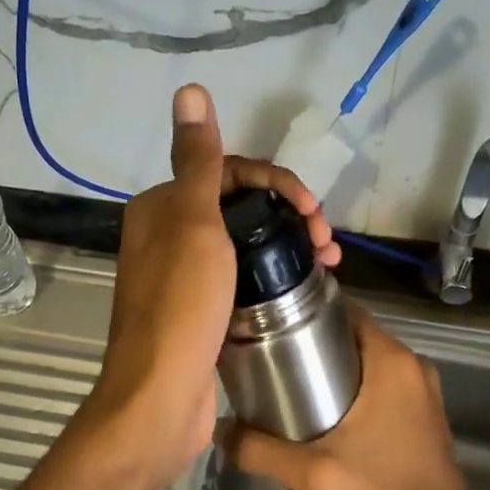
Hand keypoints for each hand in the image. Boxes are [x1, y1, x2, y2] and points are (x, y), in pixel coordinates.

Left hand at [82, 84, 335, 489]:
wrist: (160, 400)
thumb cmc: (181, 307)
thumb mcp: (193, 224)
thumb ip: (196, 159)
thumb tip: (190, 89)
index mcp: (162, 207)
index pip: (227, 170)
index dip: (276, 180)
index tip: (312, 209)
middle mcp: (168, 235)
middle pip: (240, 205)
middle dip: (289, 211)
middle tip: (326, 238)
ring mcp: (185, 275)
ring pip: (246, 240)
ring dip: (288, 241)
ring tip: (329, 261)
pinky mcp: (202, 309)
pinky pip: (244, 275)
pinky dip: (275, 272)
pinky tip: (304, 281)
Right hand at [222, 304, 489, 489]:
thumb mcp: (314, 473)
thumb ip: (260, 450)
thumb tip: (218, 431)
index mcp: (392, 361)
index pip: (347, 310)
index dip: (309, 310)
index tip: (272, 322)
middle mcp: (412, 366)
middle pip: (355, 335)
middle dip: (315, 340)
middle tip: (269, 355)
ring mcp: (422, 392)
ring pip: (369, 362)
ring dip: (334, 366)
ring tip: (288, 382)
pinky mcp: (423, 416)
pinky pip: (382, 385)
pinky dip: (355, 387)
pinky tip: (323, 412)